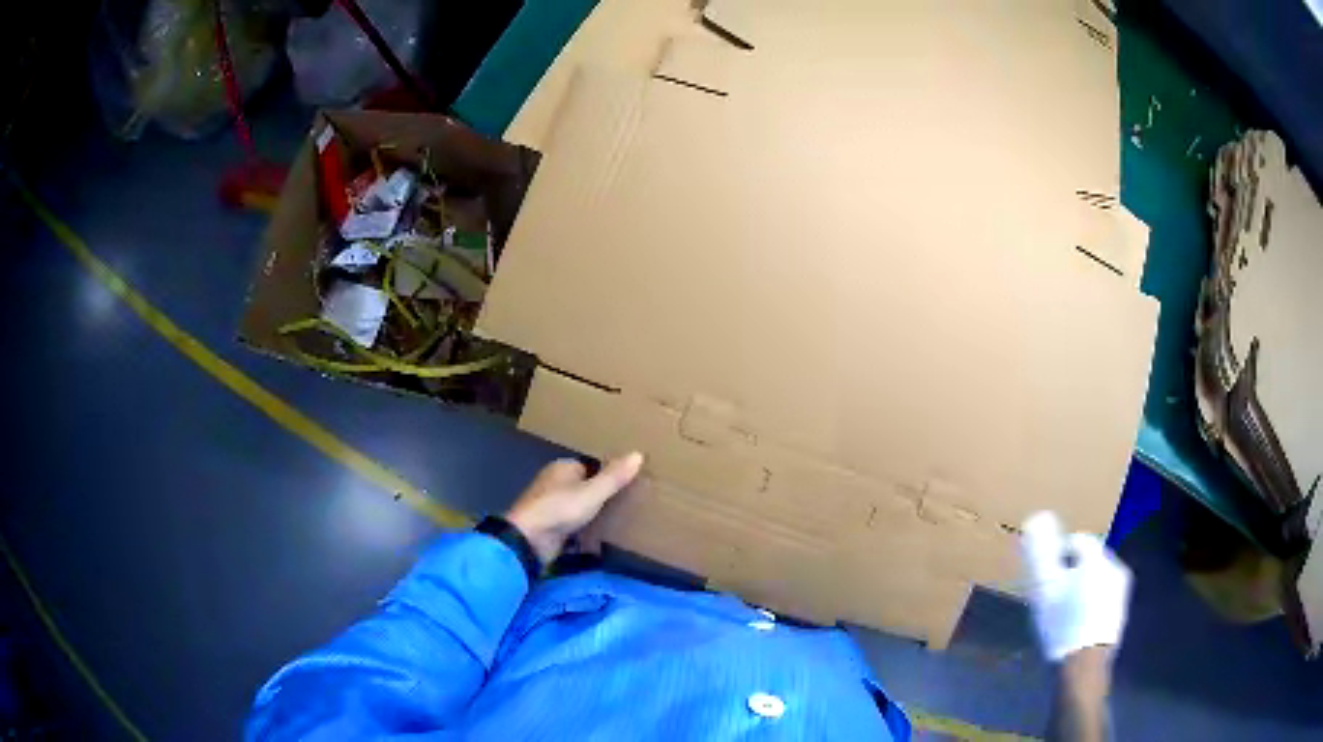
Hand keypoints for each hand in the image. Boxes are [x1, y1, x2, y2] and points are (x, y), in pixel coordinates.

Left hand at [506, 452, 643, 563]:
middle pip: (586, 487)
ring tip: (623, 521)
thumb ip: (614, 477)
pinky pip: (574, 526)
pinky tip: (603, 539)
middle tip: (631, 503)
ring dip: (595, 515)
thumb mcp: (592, 493)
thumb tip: (638, 454)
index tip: (631, 483)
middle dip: (603, 496)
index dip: (609, 474)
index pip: (592, 466)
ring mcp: (551, 506)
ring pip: (580, 507)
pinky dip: (586, 531)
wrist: (529, 540)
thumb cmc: (560, 509)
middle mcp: (555, 483)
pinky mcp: (551, 527)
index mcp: (563, 468)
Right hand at [1021, 511, 1132, 661]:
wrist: (1084, 664)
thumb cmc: (1062, 625)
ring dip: (1082, 586)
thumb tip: (1035, 523)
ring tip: (1063, 608)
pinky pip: (1103, 595)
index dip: (1060, 552)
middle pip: (1090, 559)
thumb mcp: (1044, 591)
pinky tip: (1076, 622)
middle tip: (1053, 590)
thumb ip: (1041, 557)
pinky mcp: (1120, 610)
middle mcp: (1115, 566)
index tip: (1046, 570)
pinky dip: (1090, 602)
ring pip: (1098, 578)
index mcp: (1098, 557)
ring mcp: (1121, 590)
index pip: (1079, 540)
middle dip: (1072, 570)